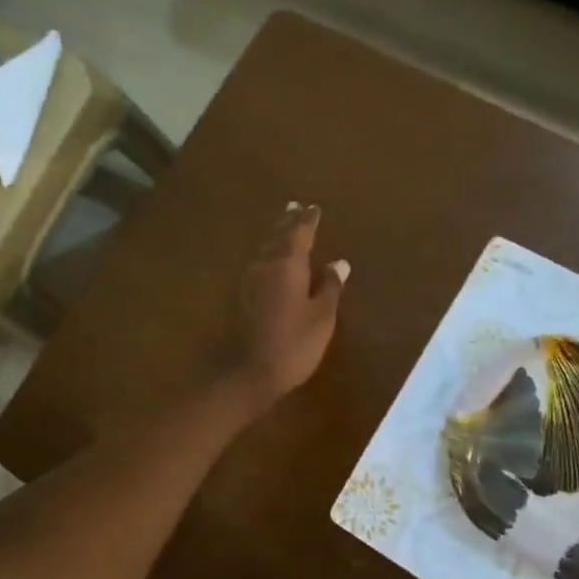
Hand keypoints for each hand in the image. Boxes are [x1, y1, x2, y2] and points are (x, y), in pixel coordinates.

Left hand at [215, 203, 348, 415]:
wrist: (245, 373)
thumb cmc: (292, 344)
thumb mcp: (321, 317)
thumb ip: (329, 287)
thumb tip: (338, 263)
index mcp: (287, 264)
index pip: (299, 233)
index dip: (308, 220)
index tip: (314, 207)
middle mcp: (264, 266)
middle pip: (277, 237)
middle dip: (288, 222)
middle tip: (294, 206)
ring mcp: (248, 282)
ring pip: (265, 250)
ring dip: (276, 236)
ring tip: (285, 227)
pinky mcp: (240, 298)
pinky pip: (258, 266)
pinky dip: (269, 257)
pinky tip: (272, 262)